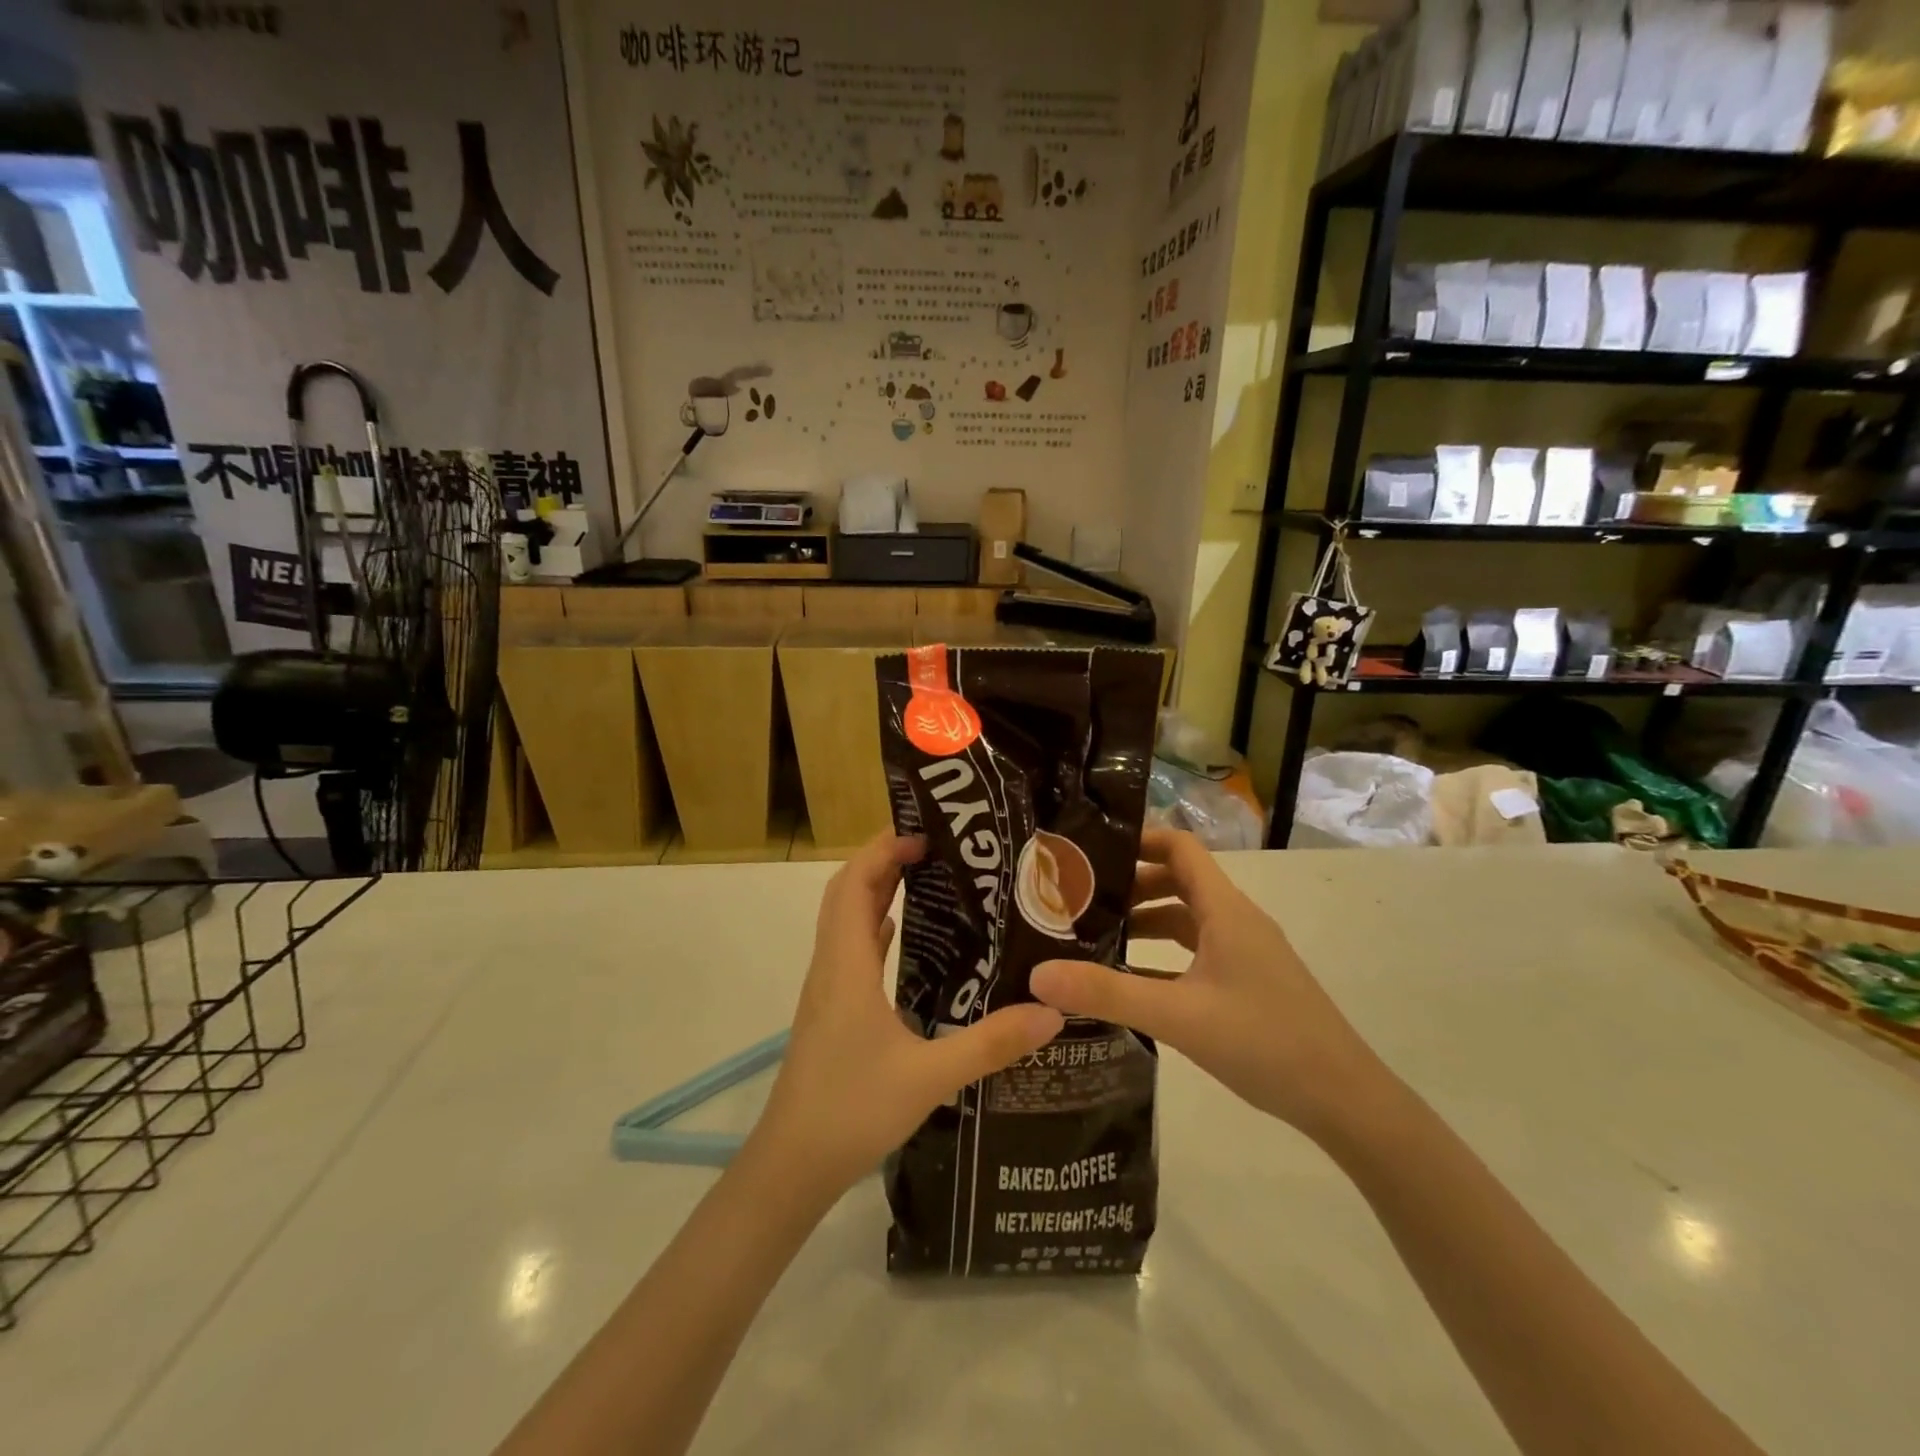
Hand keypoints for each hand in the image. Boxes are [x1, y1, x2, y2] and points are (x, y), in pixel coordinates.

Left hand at [752, 832, 1063, 1199]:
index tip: (924, 832)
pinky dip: (875, 929)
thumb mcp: (930, 1077)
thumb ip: (991, 1043)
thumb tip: (1052, 1011)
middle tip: (934, 848)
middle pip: (847, 893)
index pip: (854, 884)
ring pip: (846, 921)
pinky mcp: (831, 1012)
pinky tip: (906, 939)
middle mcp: (831, 967)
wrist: (792, 1165)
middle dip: (883, 861)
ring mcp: (827, 990)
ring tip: (927, 879)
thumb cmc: (851, 1110)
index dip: (882, 850)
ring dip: (877, 892)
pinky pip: (852, 951)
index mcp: (846, 966)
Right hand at [1030, 829, 1383, 1143]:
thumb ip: (1108, 993)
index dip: (1138, 839)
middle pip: (1178, 880)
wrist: (1345, 1100)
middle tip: (1080, 898)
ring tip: (1096, 935)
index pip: (1179, 847)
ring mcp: (1245, 952)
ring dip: (1145, 919)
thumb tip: (1038, 975)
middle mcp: (1235, 920)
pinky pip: (1196, 951)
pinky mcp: (1248, 982)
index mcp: (1225, 909)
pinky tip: (1131, 979)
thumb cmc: (1265, 1042)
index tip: (1090, 852)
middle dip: (1130, 883)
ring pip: (1187, 918)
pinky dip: (1162, 954)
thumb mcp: (1178, 1016)